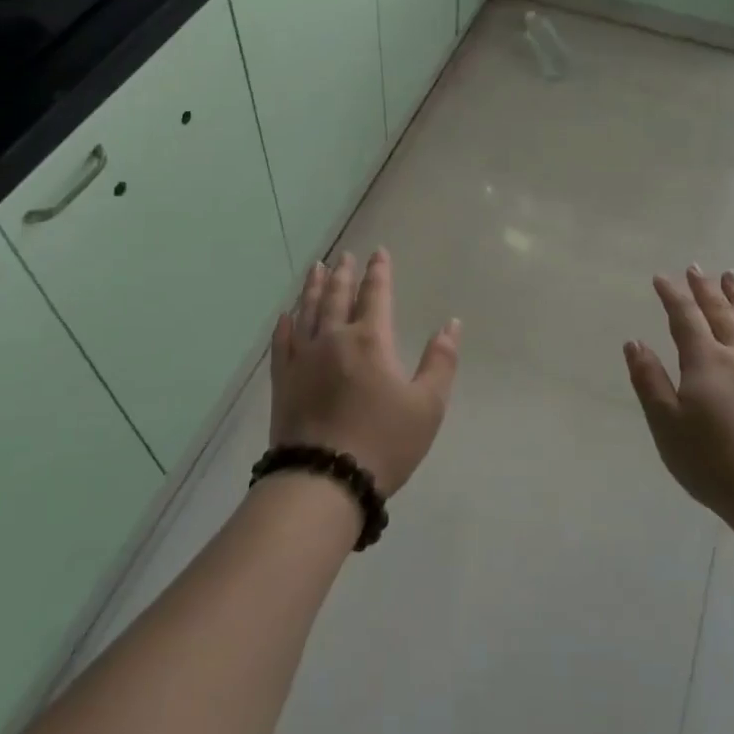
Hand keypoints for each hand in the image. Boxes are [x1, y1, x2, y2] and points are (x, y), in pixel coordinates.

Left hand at [269, 250, 460, 495]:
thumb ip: (440, 361)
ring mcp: (303, 357)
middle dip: (343, 274)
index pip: (375, 294)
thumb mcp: (427, 406)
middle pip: (337, 296)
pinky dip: (285, 324)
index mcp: (370, 340)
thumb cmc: (383, 443)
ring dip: (313, 288)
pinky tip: (286, 315)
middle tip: (344, 256)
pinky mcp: (283, 380)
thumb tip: (451, 324)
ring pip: (307, 311)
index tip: (378, 253)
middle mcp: (333, 338)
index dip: (378, 272)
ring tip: (316, 269)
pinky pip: (282, 341)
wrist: (324, 480)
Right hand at [624, 267, 733, 521]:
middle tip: (696, 267)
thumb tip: (634, 342)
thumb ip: (649, 380)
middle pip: (720, 313)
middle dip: (705, 289)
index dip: (672, 295)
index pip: (685, 317)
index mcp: (706, 361)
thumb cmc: (711, 461)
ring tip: (731, 279)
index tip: (661, 276)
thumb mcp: (666, 423)